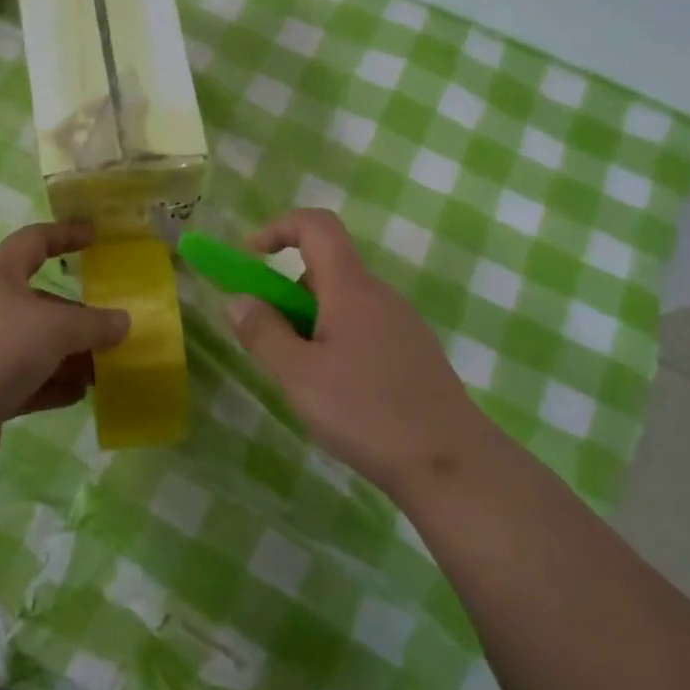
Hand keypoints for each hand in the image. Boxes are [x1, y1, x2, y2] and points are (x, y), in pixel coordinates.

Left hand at [0, 221, 128, 475]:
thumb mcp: (55, 328)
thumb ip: (93, 325)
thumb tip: (123, 322)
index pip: (32, 242)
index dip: (63, 234)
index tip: (93, 235)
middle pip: (38, 304)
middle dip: (75, 315)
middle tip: (111, 328)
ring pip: (33, 347)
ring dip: (68, 355)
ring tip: (105, 367)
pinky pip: (26, 383)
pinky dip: (53, 385)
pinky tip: (80, 394)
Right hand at [227, 208, 493, 498]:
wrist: (451, 464)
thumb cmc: (366, 412)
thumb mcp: (298, 375)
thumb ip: (263, 333)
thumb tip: (238, 300)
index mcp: (351, 288)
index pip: (316, 225)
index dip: (278, 228)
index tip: (250, 259)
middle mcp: (379, 295)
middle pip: (325, 271)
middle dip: (287, 296)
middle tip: (272, 346)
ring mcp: (401, 324)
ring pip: (343, 306)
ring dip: (311, 325)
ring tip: (304, 381)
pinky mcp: (413, 354)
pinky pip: (363, 330)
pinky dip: (337, 344)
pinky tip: (339, 395)